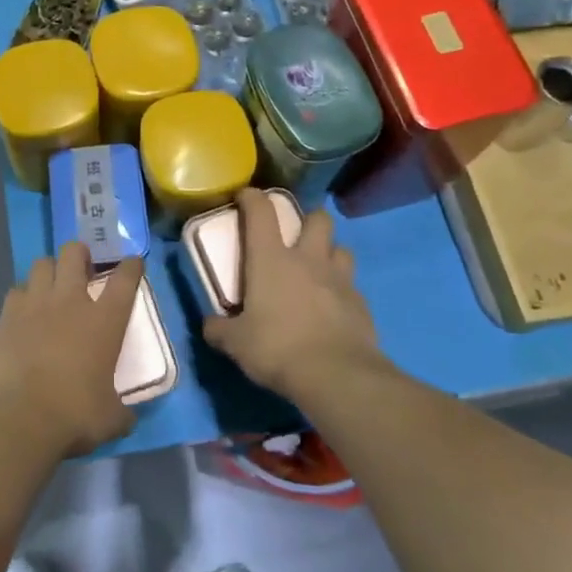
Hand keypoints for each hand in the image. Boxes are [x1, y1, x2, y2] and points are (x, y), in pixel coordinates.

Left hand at [0, 244, 140, 459]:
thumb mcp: (112, 419)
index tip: (132, 261)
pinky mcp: (7, 316)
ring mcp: (36, 304)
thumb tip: (126, 416)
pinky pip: (16, 291)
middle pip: (74, 254)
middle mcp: (71, 301)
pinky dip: (23, 296)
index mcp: (105, 321)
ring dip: (50, 270)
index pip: (124, 280)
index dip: (131, 267)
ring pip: (42, 263)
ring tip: (51, 286)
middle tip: (82, 268)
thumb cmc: (75, 415)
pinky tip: (24, 312)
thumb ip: (122, 410)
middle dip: (80, 254)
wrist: (20, 418)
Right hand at [202, 189, 381, 399]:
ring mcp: (339, 280)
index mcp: (271, 259)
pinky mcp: (361, 304)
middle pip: (317, 219)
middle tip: (296, 236)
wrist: (337, 376)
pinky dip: (342, 290)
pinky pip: (352, 286)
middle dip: (308, 220)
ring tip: (318, 270)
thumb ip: (220, 329)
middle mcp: (308, 259)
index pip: (261, 212)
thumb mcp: (236, 343)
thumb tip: (210, 325)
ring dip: (330, 253)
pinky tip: (333, 308)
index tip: (244, 195)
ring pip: (341, 249)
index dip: (252, 197)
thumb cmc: (277, 348)